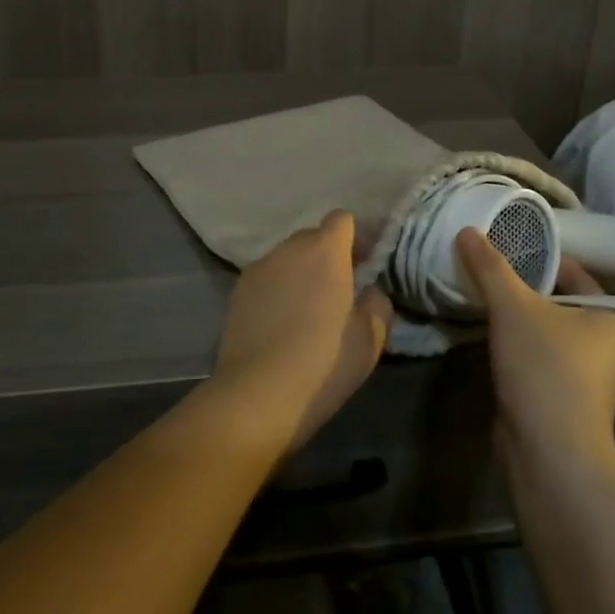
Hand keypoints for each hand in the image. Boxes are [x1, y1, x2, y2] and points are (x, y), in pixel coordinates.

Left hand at [210, 211, 392, 457]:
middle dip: (328, 256)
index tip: (363, 266)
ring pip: (288, 258)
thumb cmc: (324, 362)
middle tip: (339, 292)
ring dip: (301, 272)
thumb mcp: (370, 338)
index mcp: (325, 250)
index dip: (356, 238)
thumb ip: (377, 303)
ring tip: (308, 311)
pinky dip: (278, 290)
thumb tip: (369, 291)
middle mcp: (289, 248)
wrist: (258, 394)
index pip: (342, 220)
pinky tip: (281, 324)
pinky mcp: (237, 291)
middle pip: (313, 237)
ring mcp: (259, 267)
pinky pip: (267, 278)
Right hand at [457, 229, 614, 456]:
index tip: (507, 251)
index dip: (542, 260)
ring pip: (551, 338)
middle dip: (528, 294)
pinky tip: (496, 348)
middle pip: (562, 307)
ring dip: (523, 326)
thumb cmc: (543, 367)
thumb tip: (468, 230)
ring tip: (488, 309)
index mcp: (611, 322)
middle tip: (492, 278)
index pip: (576, 276)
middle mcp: (610, 351)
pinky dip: (523, 355)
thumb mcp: (512, 306)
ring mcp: (591, 384)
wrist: (549, 452)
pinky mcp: (569, 407)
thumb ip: (489, 266)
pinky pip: (543, 365)